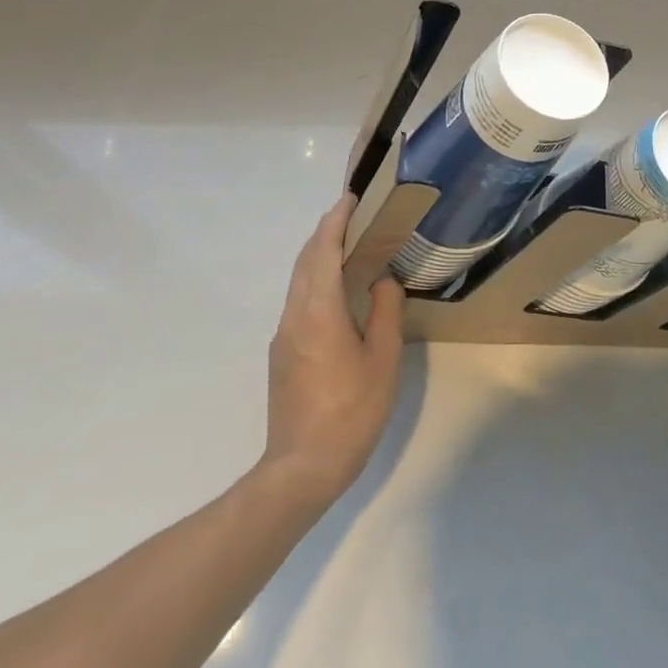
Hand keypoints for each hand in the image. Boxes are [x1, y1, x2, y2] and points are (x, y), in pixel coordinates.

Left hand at [262, 196, 405, 506]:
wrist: (301, 468)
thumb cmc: (351, 411)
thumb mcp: (383, 360)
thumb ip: (385, 312)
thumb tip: (382, 281)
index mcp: (319, 311)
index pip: (323, 251)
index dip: (335, 221)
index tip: (350, 198)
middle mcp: (295, 316)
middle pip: (305, 261)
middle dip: (325, 232)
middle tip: (352, 215)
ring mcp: (284, 336)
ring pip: (298, 282)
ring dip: (319, 256)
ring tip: (348, 246)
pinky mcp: (282, 355)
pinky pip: (299, 301)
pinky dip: (316, 280)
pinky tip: (336, 291)